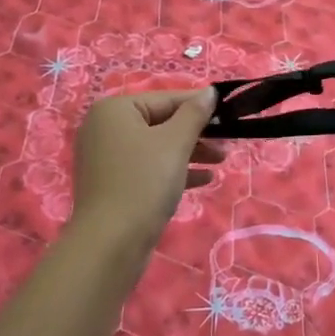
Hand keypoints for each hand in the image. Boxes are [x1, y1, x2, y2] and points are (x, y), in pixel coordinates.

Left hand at [71, 89, 225, 254]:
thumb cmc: (144, 181)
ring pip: (156, 148)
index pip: (166, 99)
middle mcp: (105, 129)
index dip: (199, 106)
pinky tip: (204, 179)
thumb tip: (209, 92)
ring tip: (221, 161)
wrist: (111, 243)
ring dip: (190, 152)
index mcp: (114, 110)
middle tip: (227, 142)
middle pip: (161, 123)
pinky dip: (174, 170)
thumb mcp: (175, 142)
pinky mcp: (113, 185)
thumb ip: (194, 114)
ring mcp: (107, 159)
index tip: (229, 113)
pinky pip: (148, 169)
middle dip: (196, 133)